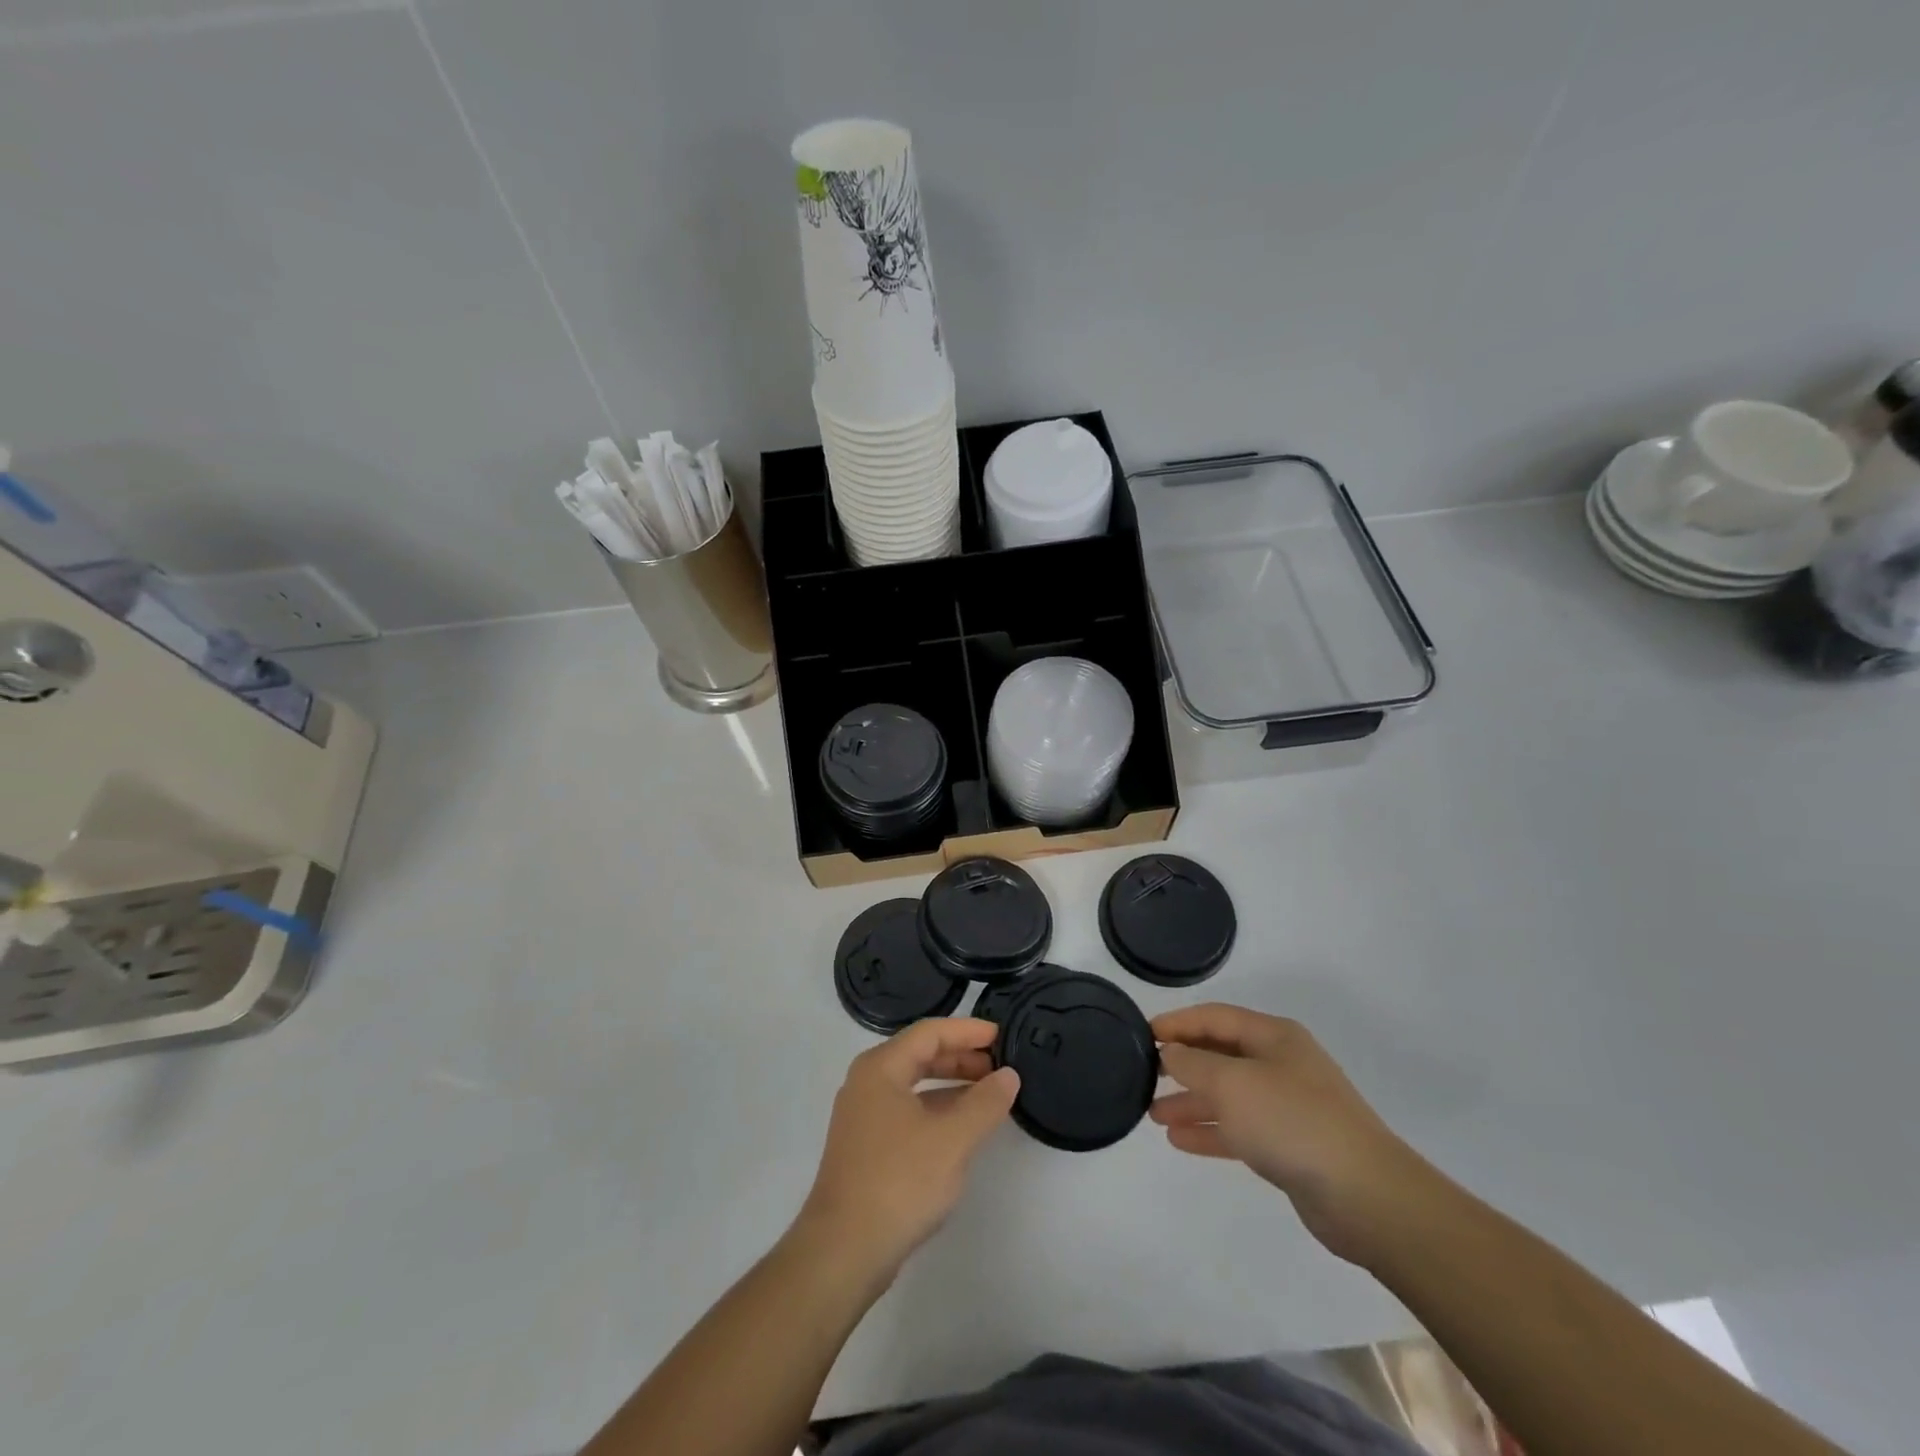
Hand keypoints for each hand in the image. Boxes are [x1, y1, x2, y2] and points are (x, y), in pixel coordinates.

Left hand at [796, 1018, 1018, 1282]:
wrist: (843, 1251)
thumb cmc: (898, 1182)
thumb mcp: (952, 1140)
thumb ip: (985, 1103)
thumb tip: (1009, 1075)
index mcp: (881, 1068)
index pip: (930, 1032)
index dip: (967, 1030)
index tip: (1001, 1035)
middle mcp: (867, 1083)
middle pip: (920, 1055)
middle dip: (961, 1057)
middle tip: (999, 1065)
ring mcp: (864, 1116)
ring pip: (914, 1085)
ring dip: (951, 1085)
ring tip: (989, 1094)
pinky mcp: (866, 1147)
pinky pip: (908, 1111)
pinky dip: (937, 1110)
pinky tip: (962, 1128)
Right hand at [1151, 1003, 1427, 1262]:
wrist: (1366, 1196)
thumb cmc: (1292, 1121)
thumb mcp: (1232, 1083)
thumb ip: (1193, 1064)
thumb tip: (1170, 1052)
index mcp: (1273, 1036)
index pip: (1214, 1017)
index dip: (1177, 1023)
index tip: (1142, 1034)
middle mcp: (1281, 1064)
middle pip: (1221, 1055)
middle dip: (1182, 1065)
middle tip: (1145, 1074)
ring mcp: (1288, 1106)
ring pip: (1228, 1095)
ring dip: (1191, 1102)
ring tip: (1153, 1114)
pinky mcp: (1290, 1146)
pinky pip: (1240, 1130)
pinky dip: (1210, 1131)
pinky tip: (1179, 1141)